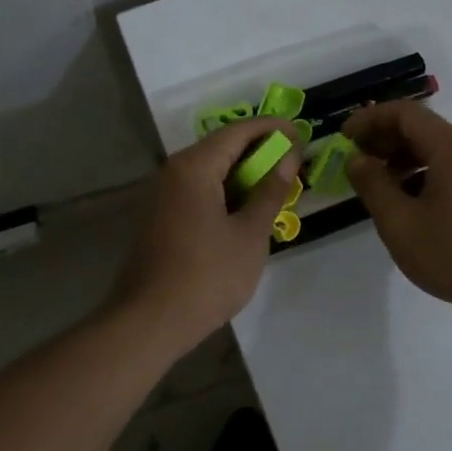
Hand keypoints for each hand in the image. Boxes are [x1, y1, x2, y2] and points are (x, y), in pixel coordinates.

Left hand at [110, 117, 301, 352]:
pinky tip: (247, 212)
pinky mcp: (161, 219)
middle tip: (294, 163)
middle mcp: (173, 172)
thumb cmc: (207, 276)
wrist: (150, 321)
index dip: (271, 129)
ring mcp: (163, 196)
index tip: (301, 134)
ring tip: (277, 188)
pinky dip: (226, 194)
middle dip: (259, 152)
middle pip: (221, 148)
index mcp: (194, 167)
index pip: (238, 131)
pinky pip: (198, 192)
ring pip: (210, 172)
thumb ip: (270, 191)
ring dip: (244, 175)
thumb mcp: (250, 234)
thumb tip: (288, 157)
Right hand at [343, 102, 451, 324]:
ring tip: (380, 186)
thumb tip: (357, 159)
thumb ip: (372, 184)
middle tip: (357, 160)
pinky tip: (412, 204)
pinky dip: (426, 175)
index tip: (344, 136)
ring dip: (405, 160)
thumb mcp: (399, 222)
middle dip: (386, 140)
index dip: (370, 119)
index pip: (406, 113)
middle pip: (424, 129)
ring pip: (440, 151)